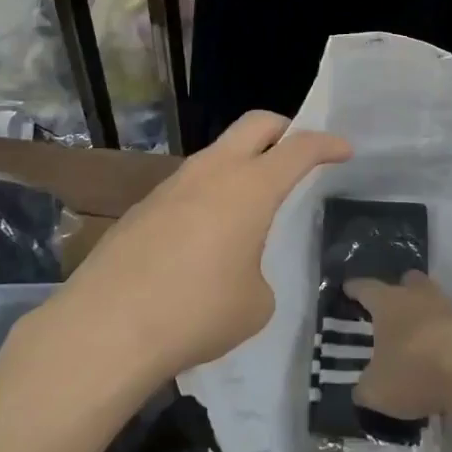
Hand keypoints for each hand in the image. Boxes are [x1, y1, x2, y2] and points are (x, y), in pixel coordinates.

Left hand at [54, 112, 350, 381]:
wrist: (107, 327)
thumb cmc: (197, 312)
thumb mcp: (255, 304)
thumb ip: (258, 272)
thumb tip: (238, 268)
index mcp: (251, 187)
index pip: (299, 148)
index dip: (326, 144)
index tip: (344, 149)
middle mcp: (213, 172)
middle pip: (255, 124)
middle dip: (284, 128)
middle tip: (298, 149)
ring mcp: (173, 184)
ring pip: (217, 152)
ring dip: (242, 163)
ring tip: (251, 201)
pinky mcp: (144, 206)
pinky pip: (189, 184)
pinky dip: (210, 193)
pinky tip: (205, 235)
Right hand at [344, 272, 451, 419]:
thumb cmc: (413, 370)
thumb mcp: (377, 390)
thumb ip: (365, 388)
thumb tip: (362, 389)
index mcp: (388, 303)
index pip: (366, 288)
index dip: (356, 288)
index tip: (349, 287)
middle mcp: (418, 297)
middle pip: (409, 282)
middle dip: (400, 290)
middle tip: (392, 305)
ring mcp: (450, 309)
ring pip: (434, 302)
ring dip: (426, 315)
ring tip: (418, 337)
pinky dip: (446, 338)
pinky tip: (442, 358)